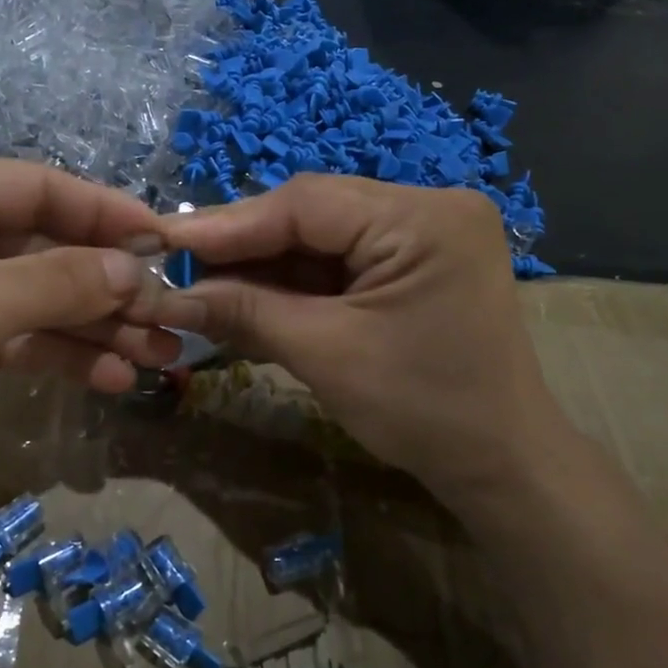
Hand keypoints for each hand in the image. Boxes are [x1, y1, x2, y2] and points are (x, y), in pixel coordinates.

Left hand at [0, 158, 183, 512]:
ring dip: (101, 326)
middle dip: (109, 284)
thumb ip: (62, 281)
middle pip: (50, 246)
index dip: (105, 213)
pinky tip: (115, 378)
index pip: (39, 188)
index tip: (164, 241)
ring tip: (160, 355)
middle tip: (168, 314)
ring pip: (47, 296)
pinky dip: (70, 354)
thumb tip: (136, 269)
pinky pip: (31, 336)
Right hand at [157, 174, 582, 508]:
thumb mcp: (326, 355)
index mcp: (423, 218)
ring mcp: (425, 233)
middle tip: (179, 265)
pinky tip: (250, 296)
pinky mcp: (415, 262)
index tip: (165, 241)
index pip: (306, 203)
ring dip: (265, 266)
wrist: (501, 464)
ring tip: (204, 284)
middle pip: (313, 214)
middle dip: (245, 246)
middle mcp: (429, 207)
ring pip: (322, 237)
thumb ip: (247, 313)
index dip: (228, 224)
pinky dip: (295, 283)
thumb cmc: (423, 410)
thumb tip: (171, 295)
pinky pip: (341, 261)